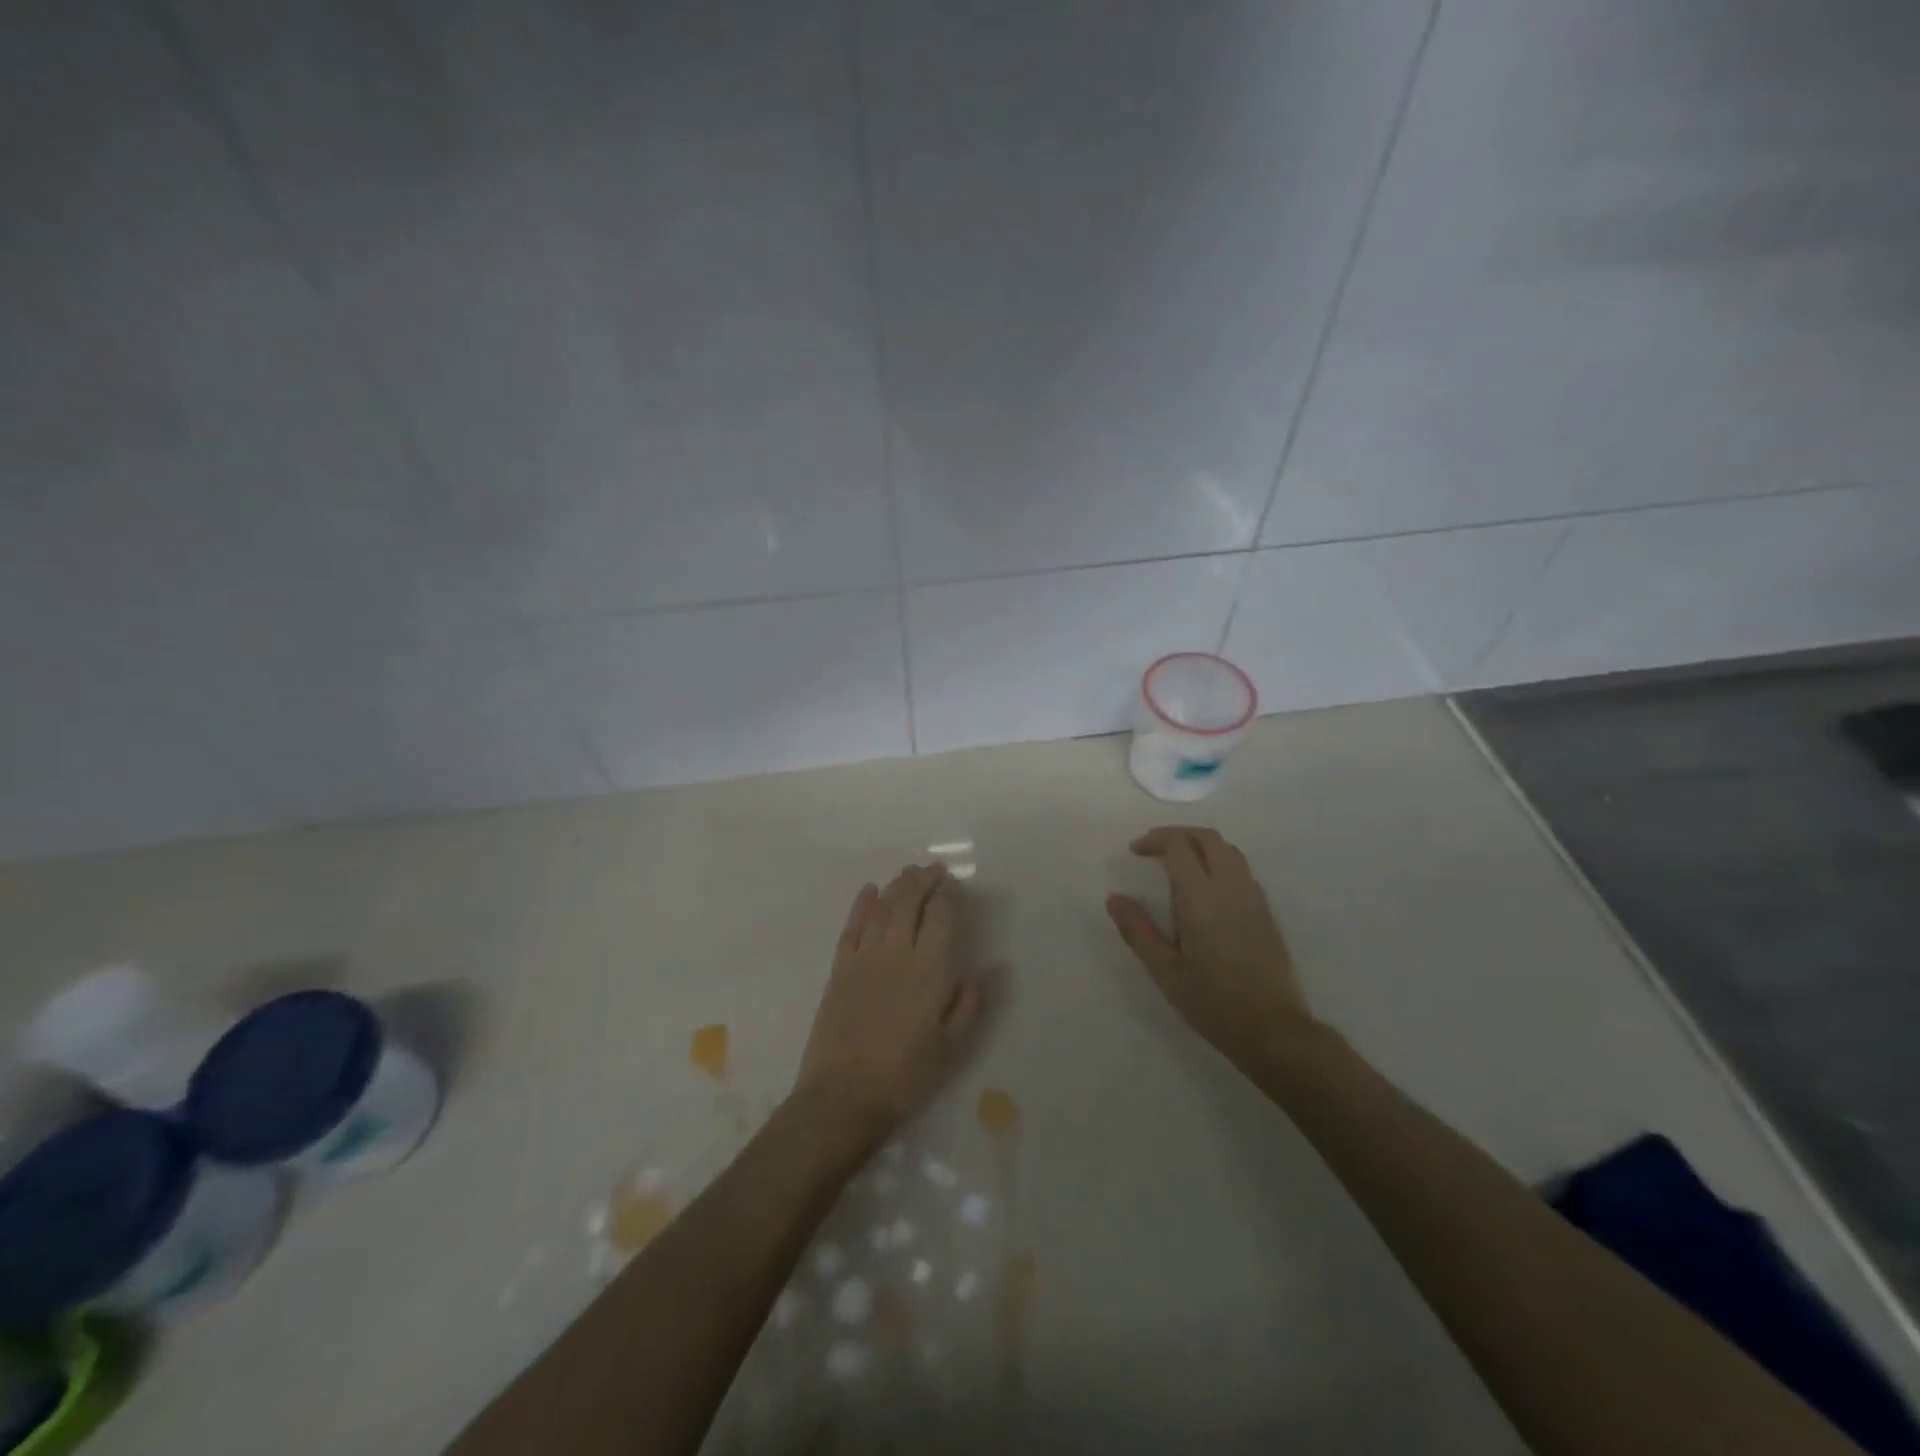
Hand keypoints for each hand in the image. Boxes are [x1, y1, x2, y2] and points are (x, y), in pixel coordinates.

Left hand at [793, 864, 983, 1143]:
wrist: (843, 1097)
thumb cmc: (905, 1076)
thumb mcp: (951, 1048)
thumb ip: (969, 1005)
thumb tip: (986, 970)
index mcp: (929, 970)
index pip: (942, 916)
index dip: (949, 896)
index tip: (955, 887)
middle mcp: (897, 953)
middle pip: (910, 901)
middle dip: (924, 879)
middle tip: (934, 869)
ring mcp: (864, 958)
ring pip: (882, 907)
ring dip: (897, 885)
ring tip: (909, 873)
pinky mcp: (839, 968)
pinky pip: (852, 926)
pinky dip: (862, 904)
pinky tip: (870, 891)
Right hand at [1106, 826, 1317, 1072]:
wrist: (1272, 1029)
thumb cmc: (1212, 1001)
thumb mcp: (1164, 970)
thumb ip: (1138, 930)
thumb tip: (1114, 898)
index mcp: (1201, 897)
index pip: (1179, 845)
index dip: (1155, 840)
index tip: (1135, 851)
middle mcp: (1230, 887)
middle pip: (1207, 838)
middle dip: (1178, 834)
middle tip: (1153, 849)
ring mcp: (1253, 897)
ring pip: (1228, 850)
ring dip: (1200, 845)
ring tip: (1177, 864)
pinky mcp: (1266, 911)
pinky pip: (1241, 869)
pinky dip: (1218, 862)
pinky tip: (1204, 888)